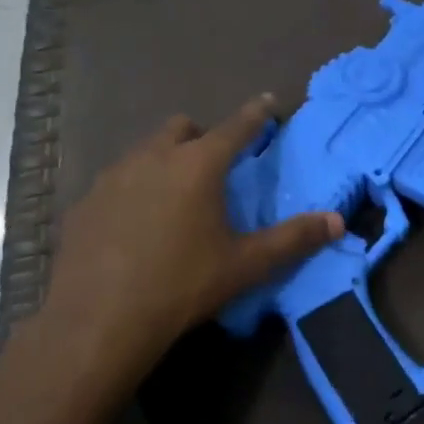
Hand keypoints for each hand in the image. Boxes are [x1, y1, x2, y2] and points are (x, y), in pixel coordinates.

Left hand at [11, 98, 341, 411]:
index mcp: (198, 165)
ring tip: (174, 196)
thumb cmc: (183, 285)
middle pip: (181, 128)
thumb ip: (294, 239)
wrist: (100, 321)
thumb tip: (338, 221)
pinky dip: (132, 190)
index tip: (267, 102)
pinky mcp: (84, 203)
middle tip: (213, 167)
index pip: (236, 127)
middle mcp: (153, 158)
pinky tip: (134, 225)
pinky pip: (116, 182)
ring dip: (165, 160)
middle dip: (201, 136)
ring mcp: (112, 177)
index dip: (256, 113)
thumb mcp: (246, 265)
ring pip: (145, 151)